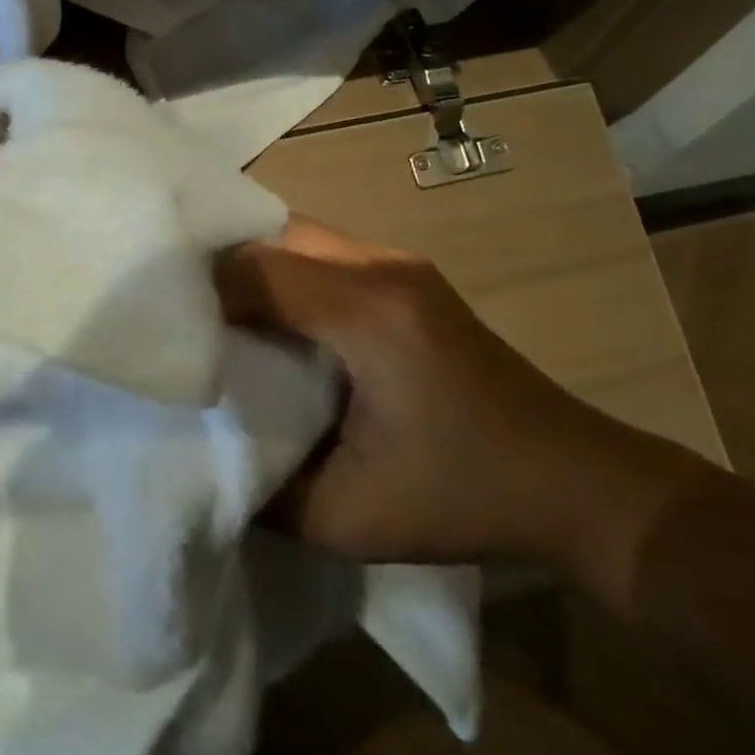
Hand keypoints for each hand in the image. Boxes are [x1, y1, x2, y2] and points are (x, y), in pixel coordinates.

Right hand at [222, 220, 703, 585]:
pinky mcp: (409, 276)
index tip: (173, 329)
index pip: (257, 268)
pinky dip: (286, 269)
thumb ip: (263, 488)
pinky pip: (324, 251)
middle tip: (186, 311)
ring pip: (298, 235)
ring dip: (254, 264)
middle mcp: (381, 267)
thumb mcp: (349, 519)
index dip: (205, 291)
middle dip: (222, 265)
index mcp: (367, 313)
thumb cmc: (465, 498)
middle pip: (274, 234)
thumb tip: (203, 457)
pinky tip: (273, 315)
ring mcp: (400, 264)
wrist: (581, 485)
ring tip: (219, 311)